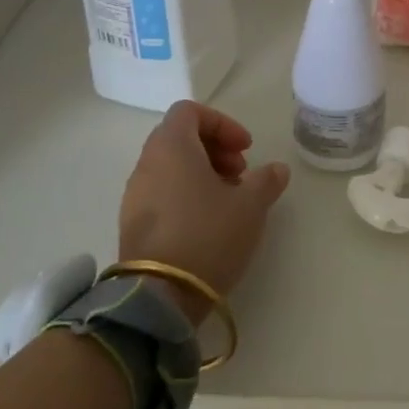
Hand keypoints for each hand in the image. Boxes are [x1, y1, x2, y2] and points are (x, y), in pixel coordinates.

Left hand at [119, 102, 289, 322]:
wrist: (159, 296)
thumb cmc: (208, 235)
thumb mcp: (250, 206)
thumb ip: (266, 181)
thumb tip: (276, 169)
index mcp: (171, 147)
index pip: (189, 111)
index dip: (222, 123)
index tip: (245, 148)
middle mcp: (147, 164)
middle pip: (179, 137)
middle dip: (214, 149)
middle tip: (241, 174)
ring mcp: (134, 196)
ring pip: (170, 167)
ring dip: (202, 174)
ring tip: (229, 202)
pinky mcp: (132, 224)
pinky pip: (161, 193)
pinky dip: (185, 196)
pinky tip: (208, 224)